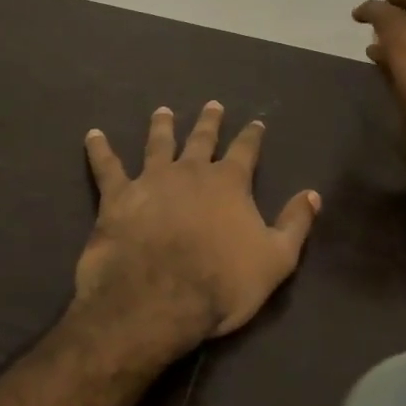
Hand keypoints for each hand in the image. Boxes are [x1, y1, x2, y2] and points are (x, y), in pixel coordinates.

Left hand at [75, 103, 321, 355]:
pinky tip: (93, 135)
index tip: (257, 122)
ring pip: (158, 144)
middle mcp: (191, 171)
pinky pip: (106, 166)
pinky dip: (99, 149)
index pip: (246, 150)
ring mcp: (152, 180)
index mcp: (229, 183)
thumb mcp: (277, 259)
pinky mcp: (118, 197)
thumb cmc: (223, 283)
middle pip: (202, 139)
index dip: (252, 136)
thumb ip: (296, 223)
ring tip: (162, 111)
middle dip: (209, 122)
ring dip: (161, 126)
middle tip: (212, 105)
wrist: (159, 299)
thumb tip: (313, 194)